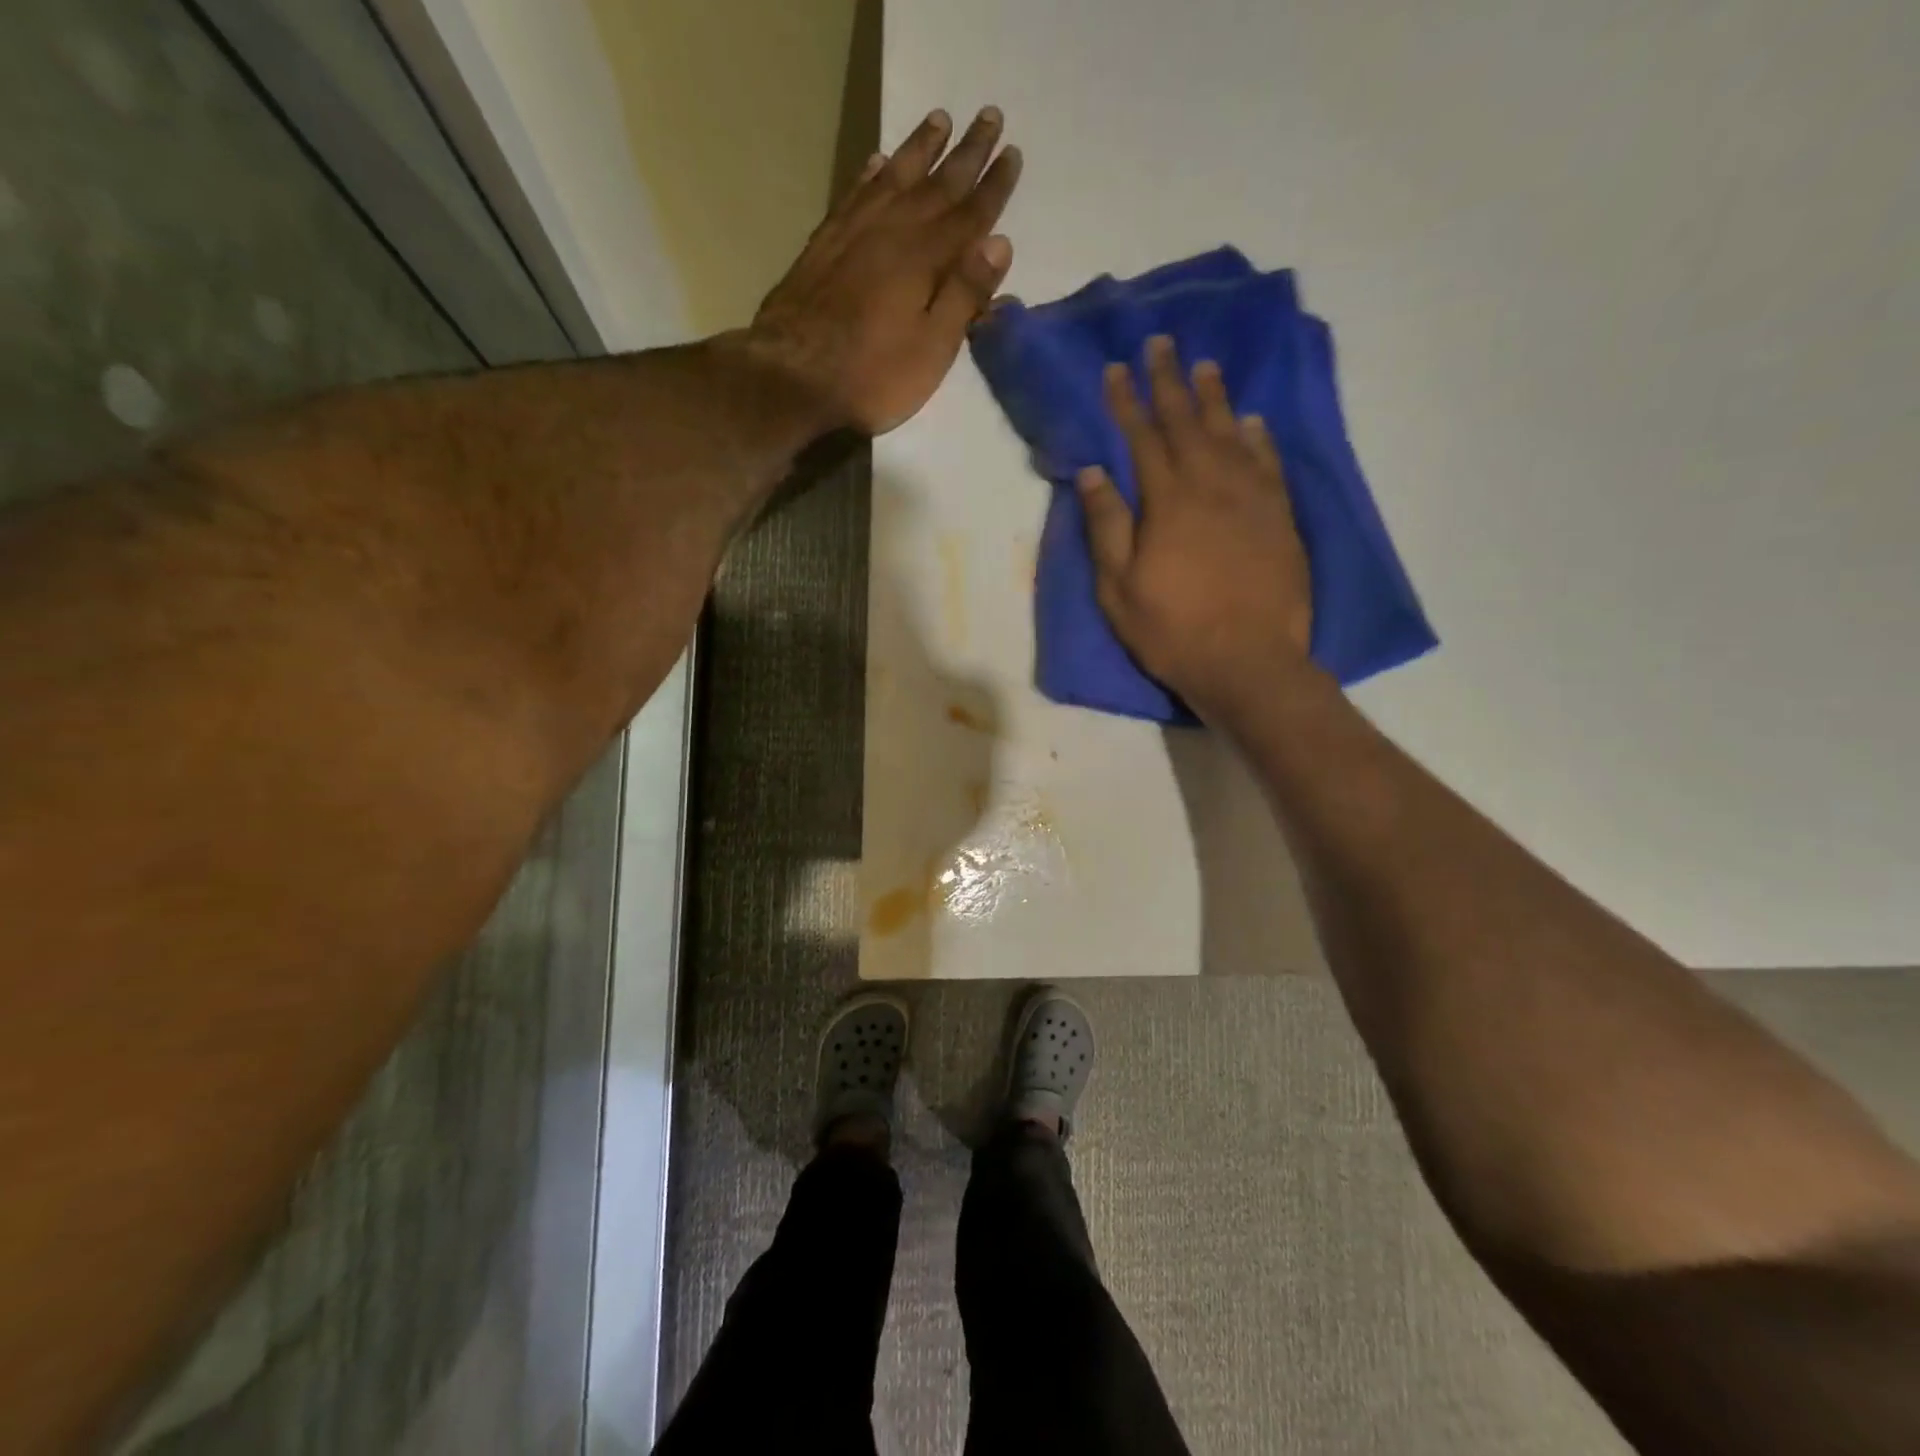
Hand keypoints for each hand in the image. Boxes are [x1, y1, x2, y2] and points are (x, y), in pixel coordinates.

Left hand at [750, 107, 1021, 435]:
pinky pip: (854, 195)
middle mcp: (892, 231)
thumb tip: (999, 242)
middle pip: (937, 185)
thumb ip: (964, 295)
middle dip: (967, 153)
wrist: (793, 379)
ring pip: (895, 177)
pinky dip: (870, 173)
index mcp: (926, 259)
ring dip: (920, 148)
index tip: (1013, 153)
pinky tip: (878, 161)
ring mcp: (854, 233)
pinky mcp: (824, 245)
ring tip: (939, 119)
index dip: (994, 186)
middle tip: (989, 115)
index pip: (970, 215)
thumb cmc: (872, 376)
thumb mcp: (931, 349)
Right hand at [1079, 336, 1318, 721]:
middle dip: (1169, 382)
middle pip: (1187, 423)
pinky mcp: (1280, 517)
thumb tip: (1093, 471)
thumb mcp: (1118, 588)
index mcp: (1167, 501)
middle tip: (1161, 344)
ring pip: (1231, 433)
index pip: (1141, 438)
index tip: (1115, 368)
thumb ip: (1106, 526)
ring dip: (1215, 398)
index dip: (1126, 401)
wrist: (1249, 662)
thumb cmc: (1172, 630)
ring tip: (1204, 366)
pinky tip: (1252, 421)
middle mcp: (1211, 486)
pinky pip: (1268, 463)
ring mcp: (1252, 499)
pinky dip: (1258, 437)